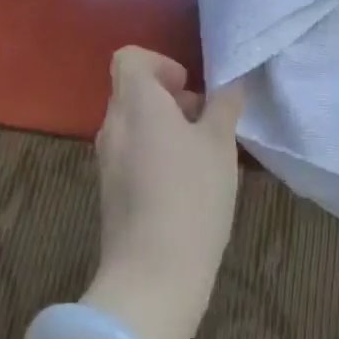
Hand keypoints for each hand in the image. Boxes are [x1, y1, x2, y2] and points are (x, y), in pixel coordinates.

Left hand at [83, 47, 244, 338]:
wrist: (151, 280)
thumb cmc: (191, 197)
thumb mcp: (220, 144)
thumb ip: (224, 105)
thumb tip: (231, 84)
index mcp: (136, 102)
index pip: (129, 58)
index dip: (159, 63)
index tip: (188, 87)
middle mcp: (114, 125)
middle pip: (133, 90)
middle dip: (169, 98)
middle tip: (204, 121)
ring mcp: (107, 160)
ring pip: (134, 124)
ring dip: (164, 127)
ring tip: (201, 155)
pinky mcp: (109, 192)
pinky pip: (130, 153)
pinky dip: (153, 154)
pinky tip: (184, 185)